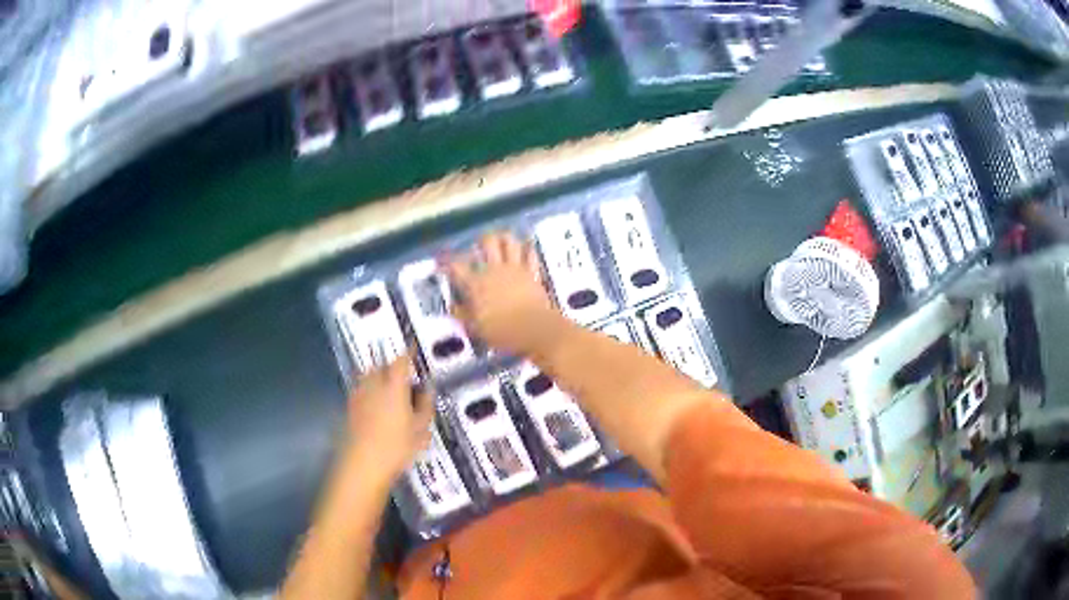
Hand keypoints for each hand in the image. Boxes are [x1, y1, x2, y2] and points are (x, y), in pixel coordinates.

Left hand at [345, 356, 434, 477]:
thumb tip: (428, 389)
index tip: (414, 347)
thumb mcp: (421, 429)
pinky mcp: (349, 407)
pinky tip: (375, 406)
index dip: (409, 353)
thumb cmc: (396, 446)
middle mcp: (374, 384)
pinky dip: (369, 391)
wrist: (362, 463)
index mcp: (394, 386)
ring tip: (388, 388)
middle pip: (381, 365)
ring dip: (378, 377)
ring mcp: (359, 395)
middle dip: (391, 366)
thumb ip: (426, 406)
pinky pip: (361, 390)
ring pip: (368, 376)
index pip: (401, 361)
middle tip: (403, 375)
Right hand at [445, 232, 562, 355]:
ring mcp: (514, 268)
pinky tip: (526, 244)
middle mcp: (494, 270)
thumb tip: (452, 307)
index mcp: (476, 284)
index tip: (441, 260)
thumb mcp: (475, 328)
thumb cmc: (501, 331)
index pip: (456, 266)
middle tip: (479, 246)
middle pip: (487, 243)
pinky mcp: (532, 272)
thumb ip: (462, 315)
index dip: (446, 261)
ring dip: (504, 238)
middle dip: (481, 241)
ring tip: (501, 238)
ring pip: (509, 241)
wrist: (533, 329)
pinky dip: (528, 248)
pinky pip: (530, 254)